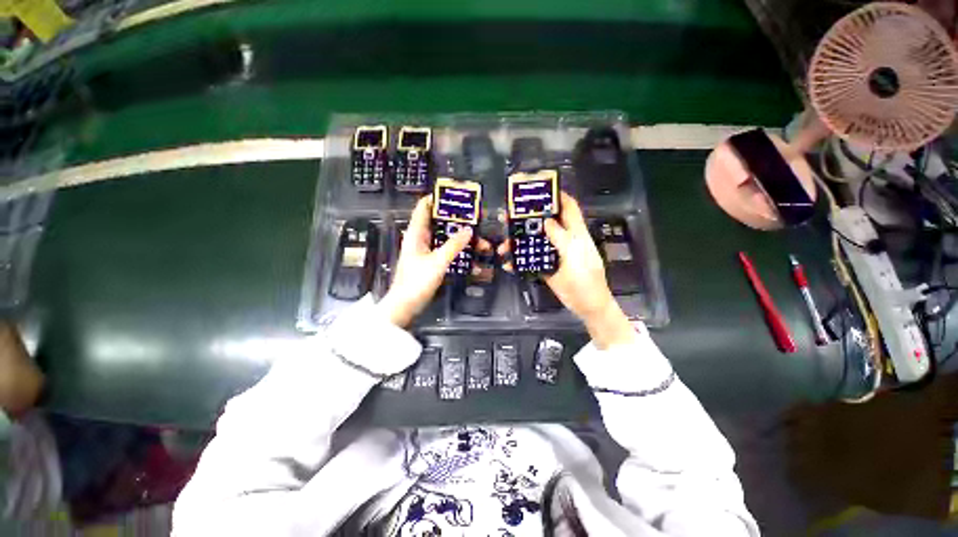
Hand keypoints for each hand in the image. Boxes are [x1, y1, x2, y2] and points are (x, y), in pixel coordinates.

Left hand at [380, 196, 484, 326]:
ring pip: (442, 235)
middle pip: (436, 220)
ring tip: (475, 232)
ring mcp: (424, 250)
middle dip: (453, 217)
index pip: (423, 207)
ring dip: (456, 233)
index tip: (454, 194)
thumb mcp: (437, 261)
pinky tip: (468, 250)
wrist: (405, 306)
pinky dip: (455, 247)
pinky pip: (444, 248)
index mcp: (416, 233)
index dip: (436, 198)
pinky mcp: (429, 261)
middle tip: (472, 214)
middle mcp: (419, 238)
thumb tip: (469, 230)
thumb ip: (453, 245)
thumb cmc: (417, 281)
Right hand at [499, 191, 635, 347]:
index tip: (539, 189)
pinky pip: (531, 260)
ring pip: (534, 242)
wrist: (586, 304)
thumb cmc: (585, 278)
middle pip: (545, 223)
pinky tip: (509, 265)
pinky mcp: (546, 267)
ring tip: (502, 246)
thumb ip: (561, 236)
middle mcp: (563, 240)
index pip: (568, 207)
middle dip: (527, 218)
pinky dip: (519, 261)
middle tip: (507, 217)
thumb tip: (546, 219)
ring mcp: (553, 254)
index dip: (557, 196)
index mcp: (575, 233)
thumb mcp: (574, 255)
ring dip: (518, 242)